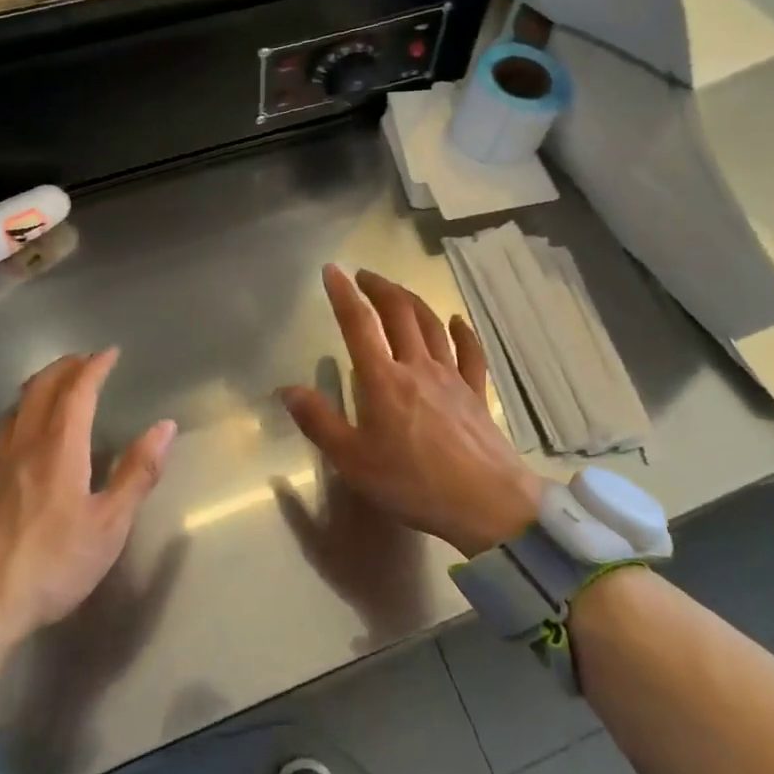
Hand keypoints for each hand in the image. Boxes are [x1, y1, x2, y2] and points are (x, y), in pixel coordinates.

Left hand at [0, 350, 174, 719]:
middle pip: (39, 390)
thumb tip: (165, 426)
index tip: (110, 353)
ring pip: (14, 409)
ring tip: (53, 386)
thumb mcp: (109, 526)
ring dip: (37, 387)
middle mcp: (23, 446)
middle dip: (64, 368)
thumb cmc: (50, 565)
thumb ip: (137, 474)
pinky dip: (16, 417)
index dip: (94, 368)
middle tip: (84, 360)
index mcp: (59, 449)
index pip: (77, 392)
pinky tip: (17, 437)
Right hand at [279, 266, 543, 558]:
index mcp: (383, 380)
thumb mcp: (353, 461)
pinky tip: (457, 320)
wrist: (485, 503)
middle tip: (364, 275)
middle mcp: (417, 366)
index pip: (358, 325)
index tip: (332, 270)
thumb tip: (288, 389)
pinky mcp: (476, 392)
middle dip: (379, 288)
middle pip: (399, 313)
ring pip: (431, 325)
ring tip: (397, 291)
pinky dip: (462, 332)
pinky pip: (470, 353)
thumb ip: (319, 422)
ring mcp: (451, 376)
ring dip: (412, 300)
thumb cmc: (413, 483)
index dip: (343, 294)